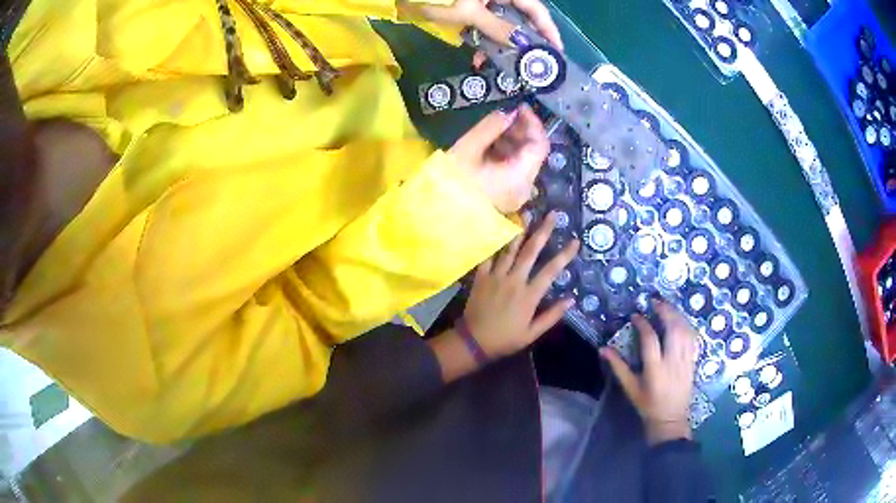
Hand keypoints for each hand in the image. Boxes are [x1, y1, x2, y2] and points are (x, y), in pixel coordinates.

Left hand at [398, 0, 562, 50]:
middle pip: (520, 17)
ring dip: (501, 45)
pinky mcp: (467, 8)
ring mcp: (482, 1)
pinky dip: (482, 40)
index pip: (536, 9)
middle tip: (531, 65)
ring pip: (501, 23)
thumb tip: (523, 45)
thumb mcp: (469, 12)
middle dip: (525, 41)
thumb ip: (498, 28)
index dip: (548, 31)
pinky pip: (482, 25)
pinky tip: (478, 57)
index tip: (556, 52)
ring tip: (504, 67)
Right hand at [449, 105, 548, 213]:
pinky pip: (513, 171)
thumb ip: (491, 127)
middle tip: (504, 114)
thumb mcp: (468, 148)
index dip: (533, 123)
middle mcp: (524, 188)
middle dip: (522, 131)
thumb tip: (509, 113)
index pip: (540, 145)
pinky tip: (490, 144)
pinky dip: (506, 155)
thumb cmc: (450, 181)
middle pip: (533, 154)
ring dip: (513, 142)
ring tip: (494, 127)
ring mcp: (515, 195)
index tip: (518, 106)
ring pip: (523, 162)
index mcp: (519, 177)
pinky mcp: (505, 197)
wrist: (434, 216)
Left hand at [464, 211, 578, 357]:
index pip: (551, 270)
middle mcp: (514, 280)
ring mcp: (496, 276)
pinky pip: (489, 256)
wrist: (474, 342)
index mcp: (529, 295)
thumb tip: (571, 299)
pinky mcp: (481, 277)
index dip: (565, 254)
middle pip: (531, 251)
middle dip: (543, 231)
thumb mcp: (533, 333)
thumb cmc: (506, 339)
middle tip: (552, 214)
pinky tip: (500, 231)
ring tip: (527, 214)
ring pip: (510, 249)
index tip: (575, 241)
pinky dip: (495, 244)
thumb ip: (552, 316)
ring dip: (520, 231)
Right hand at [599, 300, 699, 444]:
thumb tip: (603, 348)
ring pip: (685, 331)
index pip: (650, 339)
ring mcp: (685, 361)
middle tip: (656, 301)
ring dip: (677, 315)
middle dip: (665, 311)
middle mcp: (672, 361)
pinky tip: (681, 321)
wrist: (670, 419)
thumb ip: (618, 367)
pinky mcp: (693, 362)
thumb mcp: (630, 388)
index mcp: (655, 369)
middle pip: (673, 329)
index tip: (635, 315)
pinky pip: (693, 338)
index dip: (642, 324)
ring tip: (667, 307)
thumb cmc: (647, 405)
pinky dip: (687, 326)